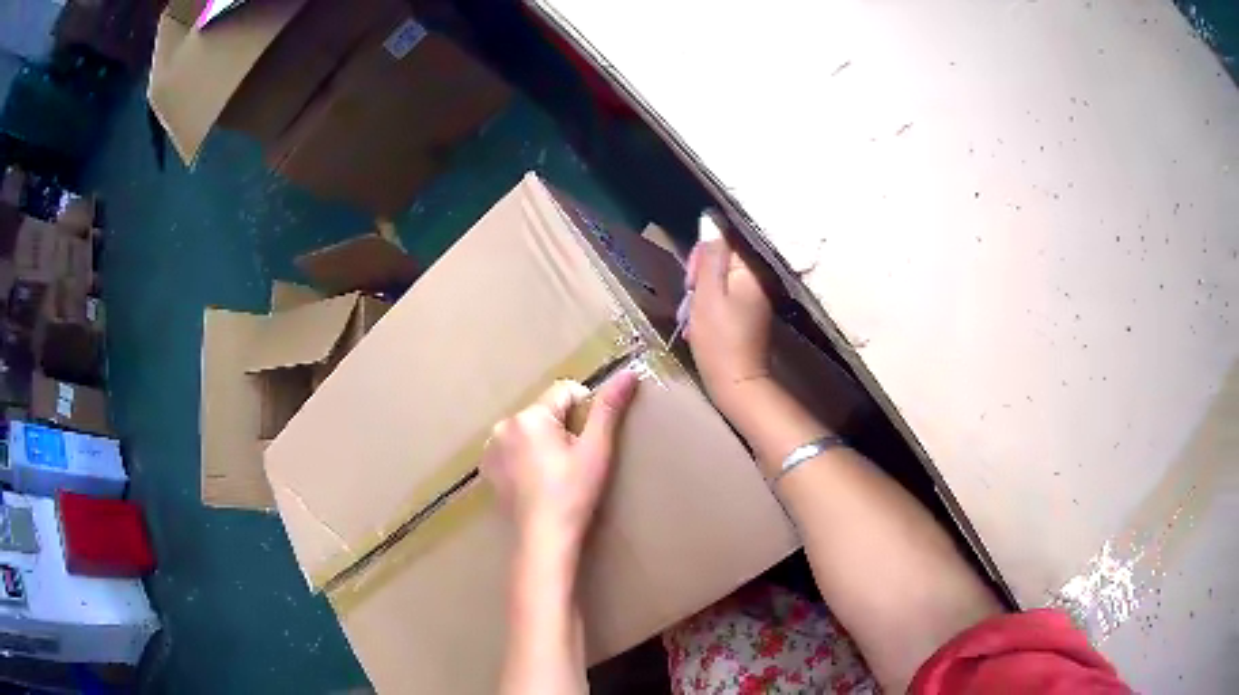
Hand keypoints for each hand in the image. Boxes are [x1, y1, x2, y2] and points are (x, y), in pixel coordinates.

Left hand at [481, 371, 639, 557]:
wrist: (543, 537)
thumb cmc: (573, 493)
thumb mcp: (596, 450)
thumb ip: (609, 409)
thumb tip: (628, 373)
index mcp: (531, 415)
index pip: (566, 391)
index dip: (584, 412)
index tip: (587, 443)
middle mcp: (505, 424)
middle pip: (545, 412)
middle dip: (561, 429)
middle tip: (572, 462)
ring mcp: (491, 447)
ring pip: (528, 430)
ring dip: (542, 442)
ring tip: (554, 474)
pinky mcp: (486, 468)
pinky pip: (512, 448)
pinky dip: (524, 457)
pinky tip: (535, 482)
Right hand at [685, 213, 774, 411]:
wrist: (736, 383)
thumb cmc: (719, 339)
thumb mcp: (707, 294)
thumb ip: (709, 256)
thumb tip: (710, 221)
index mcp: (750, 270)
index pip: (723, 241)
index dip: (702, 256)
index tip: (691, 279)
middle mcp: (757, 279)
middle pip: (720, 261)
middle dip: (699, 278)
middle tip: (690, 299)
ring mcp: (754, 298)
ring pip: (718, 282)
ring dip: (700, 297)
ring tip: (691, 319)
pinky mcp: (748, 314)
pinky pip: (723, 300)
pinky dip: (708, 310)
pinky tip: (698, 327)